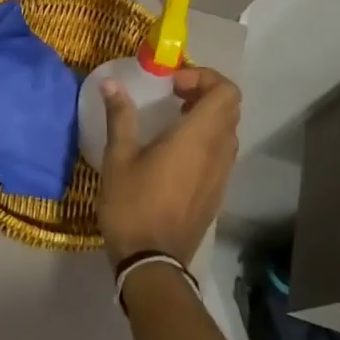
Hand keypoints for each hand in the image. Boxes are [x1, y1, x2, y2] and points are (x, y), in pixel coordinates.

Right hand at [96, 66, 241, 266]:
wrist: (152, 261)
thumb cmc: (132, 205)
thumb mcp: (118, 157)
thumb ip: (120, 116)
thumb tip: (110, 83)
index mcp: (197, 138)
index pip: (226, 92)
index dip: (204, 78)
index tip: (172, 85)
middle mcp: (219, 152)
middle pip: (229, 108)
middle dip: (203, 93)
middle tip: (171, 96)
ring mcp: (222, 175)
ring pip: (228, 132)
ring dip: (206, 117)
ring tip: (172, 121)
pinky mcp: (217, 193)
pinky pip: (222, 154)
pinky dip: (206, 140)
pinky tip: (174, 153)